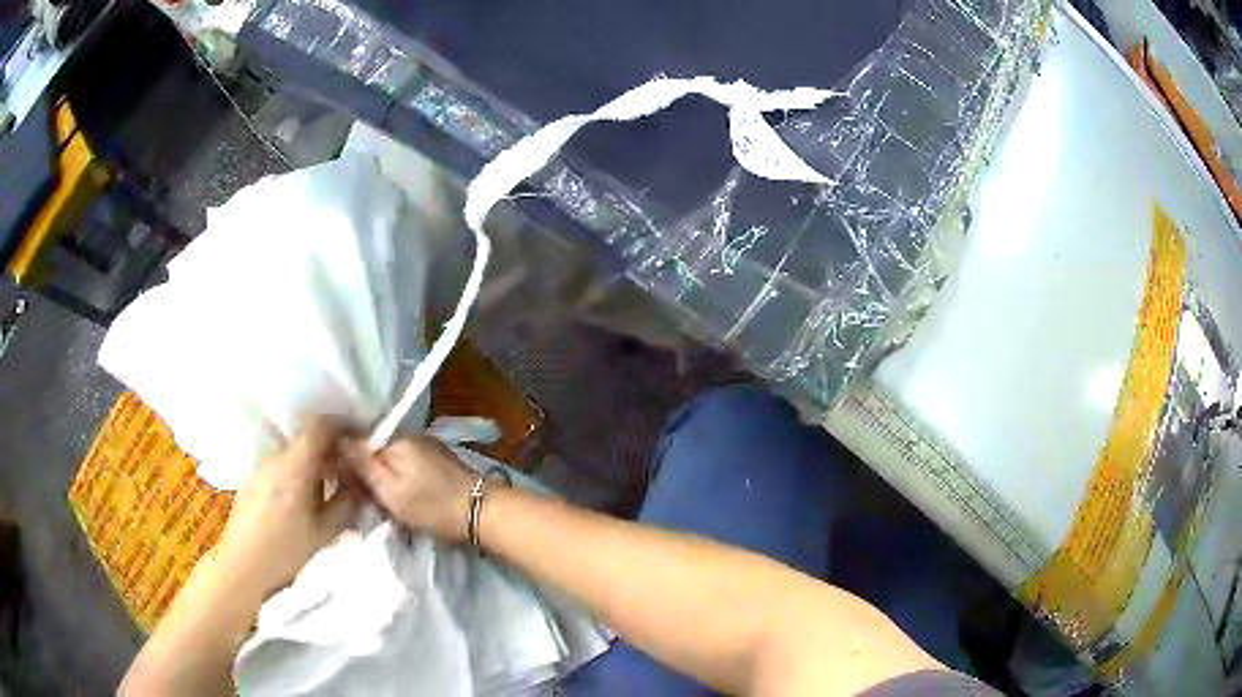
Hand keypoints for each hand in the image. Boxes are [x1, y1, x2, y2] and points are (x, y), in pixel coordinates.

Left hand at [212, 417, 360, 600]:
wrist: (242, 569)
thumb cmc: (285, 553)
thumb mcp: (325, 533)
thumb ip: (347, 503)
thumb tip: (364, 483)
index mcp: (294, 466)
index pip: (320, 423)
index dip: (343, 423)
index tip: (360, 438)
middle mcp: (275, 457)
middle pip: (307, 437)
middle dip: (332, 447)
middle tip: (351, 469)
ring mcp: (260, 467)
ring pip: (294, 452)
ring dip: (315, 461)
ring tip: (330, 488)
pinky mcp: (252, 480)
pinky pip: (281, 465)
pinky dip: (299, 471)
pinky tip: (304, 500)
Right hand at [352, 437, 475, 542]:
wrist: (482, 511)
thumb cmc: (432, 505)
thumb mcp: (390, 490)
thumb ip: (363, 465)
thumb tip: (338, 440)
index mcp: (395, 438)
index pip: (358, 441)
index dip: (346, 461)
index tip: (340, 483)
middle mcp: (410, 436)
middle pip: (375, 450)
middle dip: (365, 472)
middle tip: (362, 500)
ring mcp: (427, 447)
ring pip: (391, 460)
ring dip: (383, 479)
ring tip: (380, 502)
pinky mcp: (439, 462)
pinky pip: (407, 466)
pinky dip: (400, 480)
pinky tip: (400, 498)